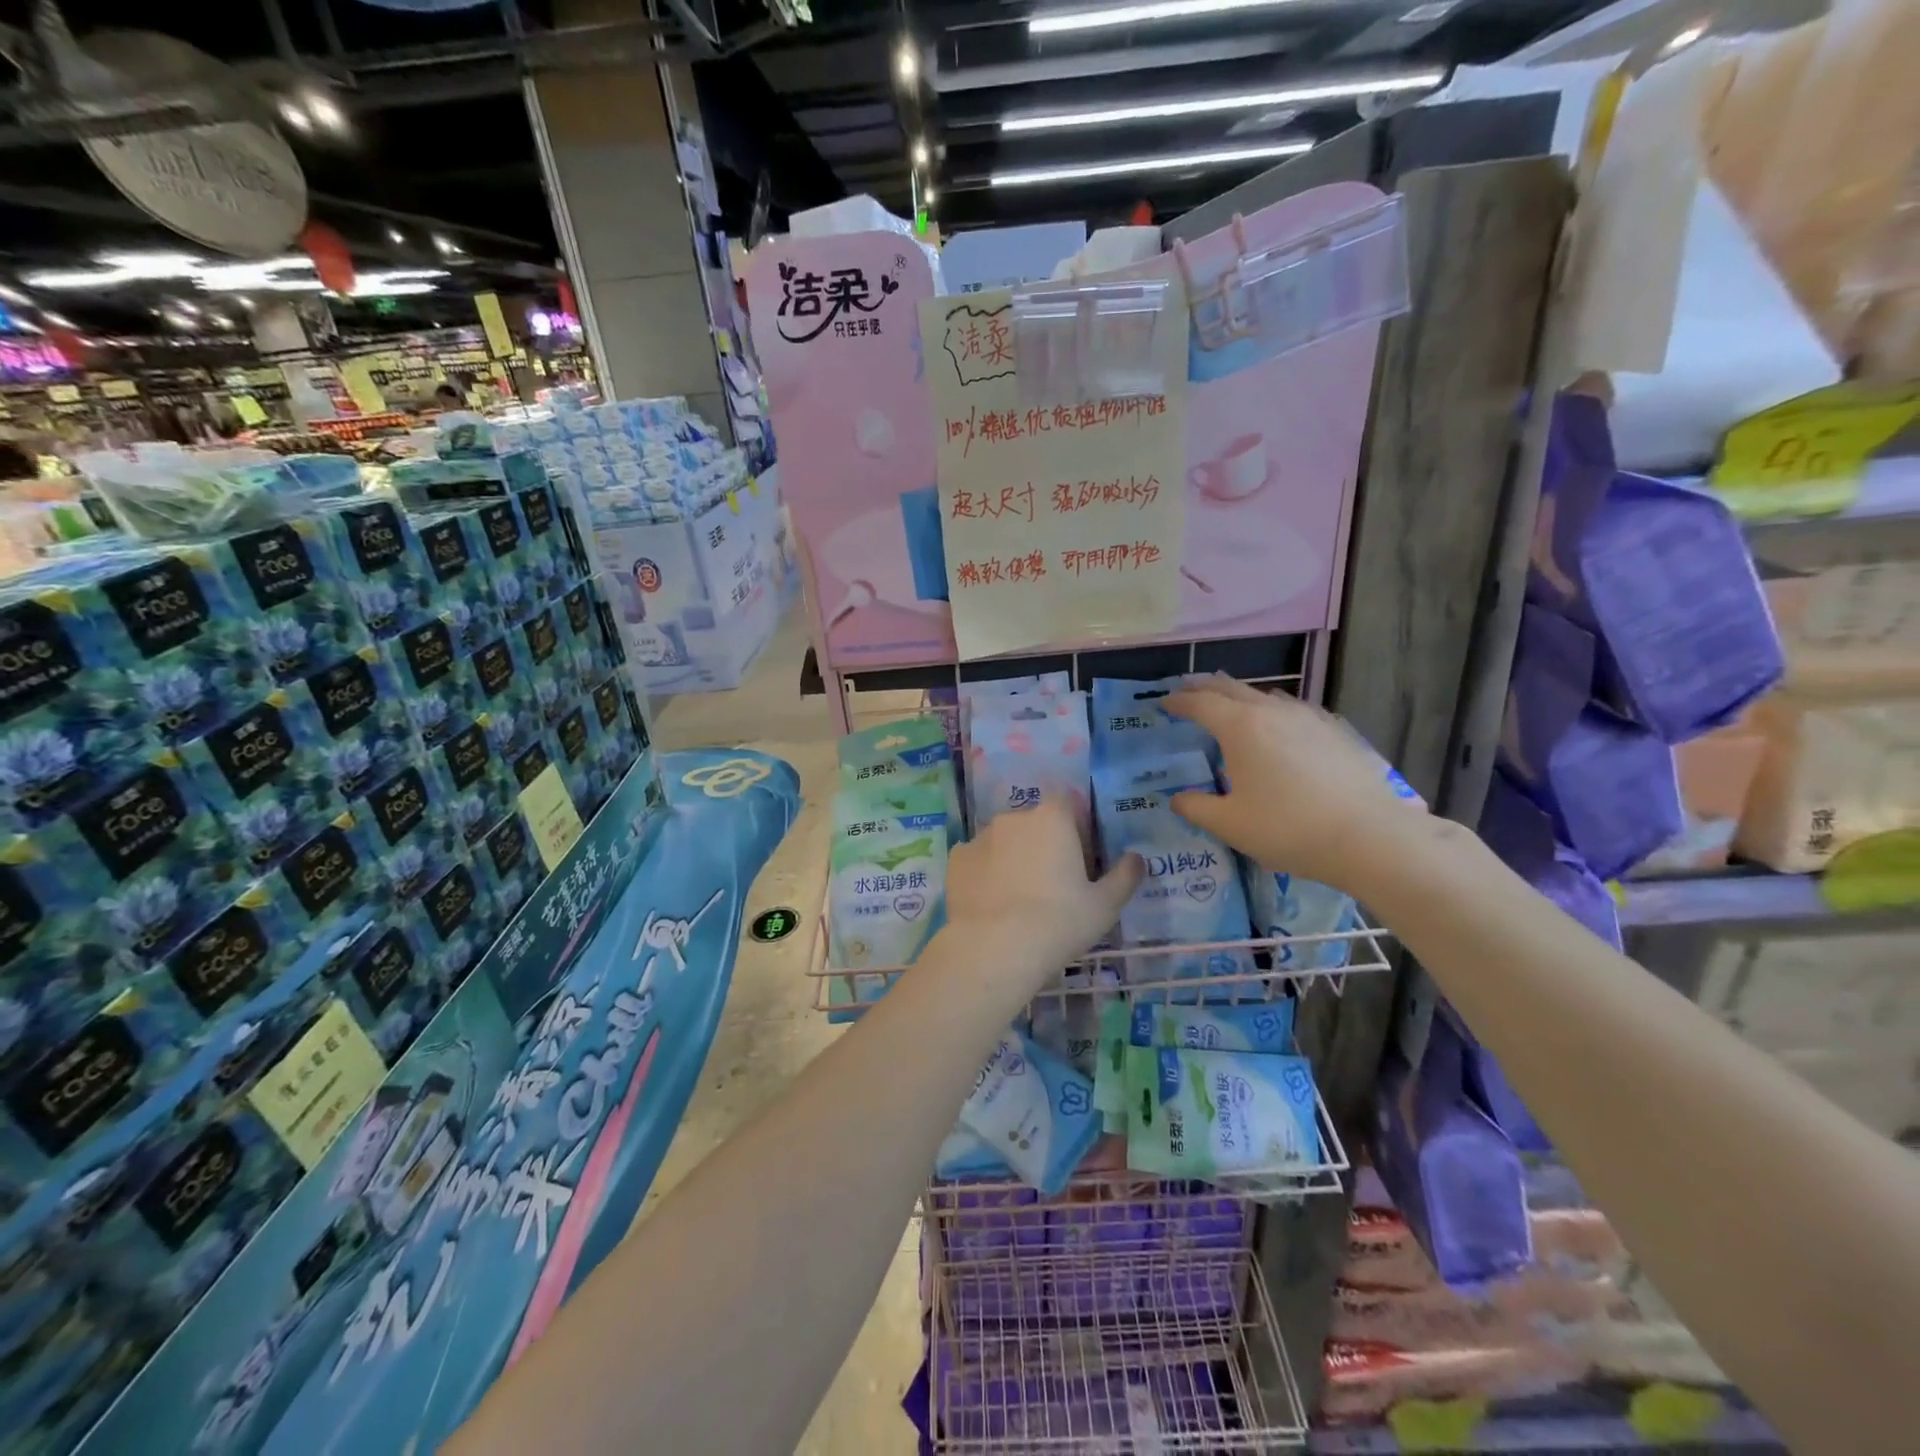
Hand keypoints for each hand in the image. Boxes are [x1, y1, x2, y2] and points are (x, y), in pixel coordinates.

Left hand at [944, 798, 1142, 980]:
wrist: (995, 947)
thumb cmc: (1059, 922)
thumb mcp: (1105, 905)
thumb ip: (1124, 876)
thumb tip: (1137, 858)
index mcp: (1052, 818)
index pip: (1066, 802)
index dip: (1074, 824)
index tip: (1079, 855)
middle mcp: (1014, 817)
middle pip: (1033, 822)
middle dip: (1042, 843)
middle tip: (1051, 883)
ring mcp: (980, 836)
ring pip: (1003, 840)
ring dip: (1012, 857)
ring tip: (1018, 897)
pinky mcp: (956, 859)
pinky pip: (977, 860)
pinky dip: (985, 873)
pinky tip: (992, 902)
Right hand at [1166, 676, 1426, 894]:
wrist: (1369, 836)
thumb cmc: (1287, 828)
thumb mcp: (1229, 824)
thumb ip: (1196, 807)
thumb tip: (1177, 798)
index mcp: (1240, 728)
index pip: (1200, 704)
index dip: (1179, 701)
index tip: (1164, 703)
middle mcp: (1272, 712)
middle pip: (1231, 688)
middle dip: (1206, 688)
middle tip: (1189, 691)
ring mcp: (1308, 718)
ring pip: (1265, 696)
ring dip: (1240, 696)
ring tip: (1231, 704)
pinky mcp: (1335, 732)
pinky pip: (1293, 709)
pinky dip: (1273, 709)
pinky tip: (1280, 724)